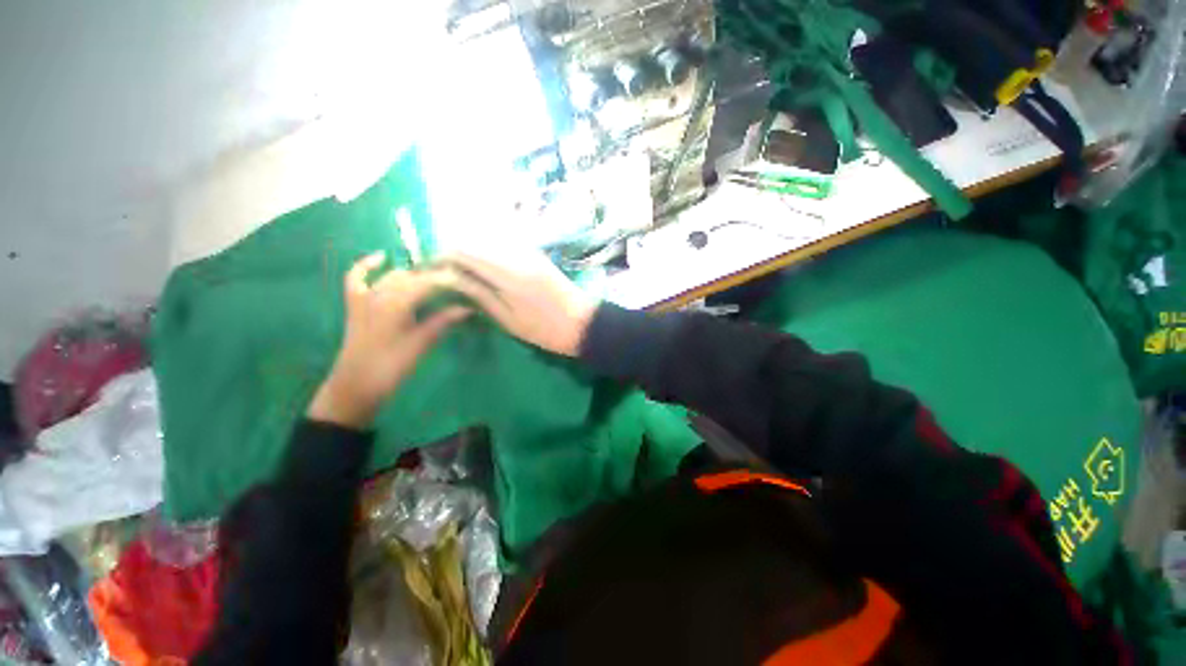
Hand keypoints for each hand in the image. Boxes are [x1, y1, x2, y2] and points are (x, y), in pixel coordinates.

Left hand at [308, 252, 469, 428]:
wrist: (357, 384)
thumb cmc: (392, 365)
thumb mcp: (422, 342)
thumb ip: (444, 321)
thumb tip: (468, 308)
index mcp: (397, 302)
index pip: (428, 282)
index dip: (449, 280)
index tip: (467, 281)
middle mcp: (380, 292)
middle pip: (412, 277)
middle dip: (434, 277)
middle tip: (456, 285)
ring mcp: (364, 296)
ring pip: (393, 276)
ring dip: (413, 275)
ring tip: (434, 280)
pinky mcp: (355, 303)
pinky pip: (357, 277)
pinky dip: (367, 265)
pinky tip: (381, 257)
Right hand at [438, 251, 596, 356]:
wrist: (583, 322)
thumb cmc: (545, 329)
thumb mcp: (508, 319)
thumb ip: (480, 294)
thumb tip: (451, 278)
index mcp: (507, 273)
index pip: (463, 252)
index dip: (441, 258)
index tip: (429, 271)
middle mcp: (516, 254)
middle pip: (474, 241)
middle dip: (453, 253)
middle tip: (443, 273)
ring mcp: (528, 251)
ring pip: (488, 240)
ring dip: (470, 251)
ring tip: (460, 272)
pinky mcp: (536, 254)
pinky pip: (504, 245)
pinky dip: (488, 252)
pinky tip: (484, 269)